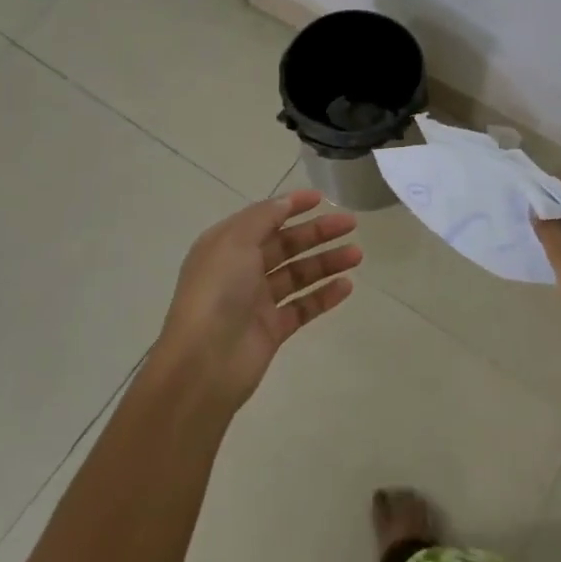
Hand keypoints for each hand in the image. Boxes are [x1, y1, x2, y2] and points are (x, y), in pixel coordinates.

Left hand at [155, 190, 360, 410]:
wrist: (204, 363)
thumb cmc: (217, 292)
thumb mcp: (235, 241)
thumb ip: (264, 217)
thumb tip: (286, 201)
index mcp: (226, 245)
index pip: (264, 218)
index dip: (291, 206)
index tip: (321, 198)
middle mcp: (241, 269)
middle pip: (286, 244)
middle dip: (317, 232)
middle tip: (351, 224)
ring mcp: (257, 301)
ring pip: (298, 275)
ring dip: (326, 262)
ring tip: (356, 255)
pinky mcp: (272, 329)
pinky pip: (303, 307)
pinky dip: (324, 295)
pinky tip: (346, 286)